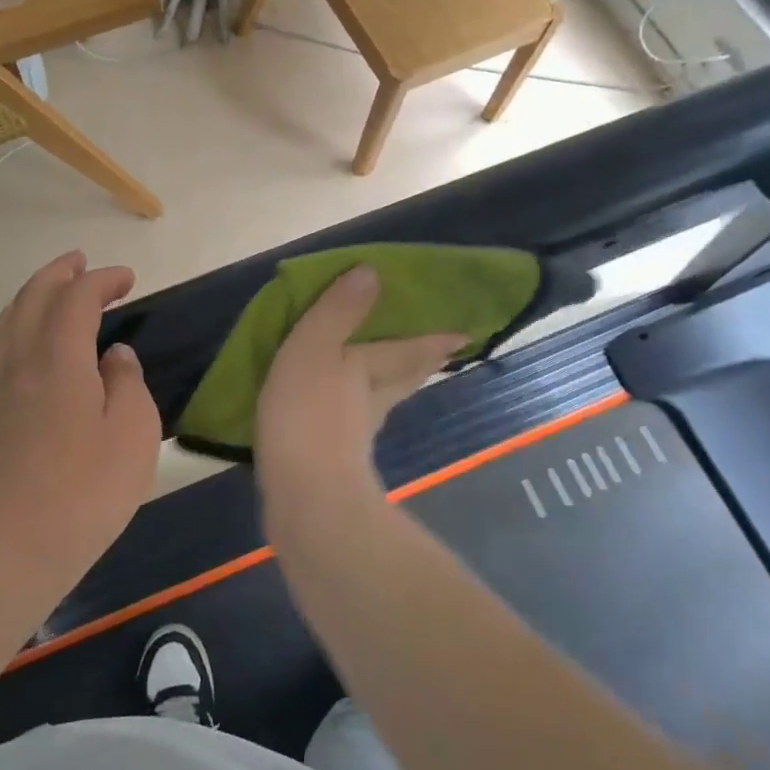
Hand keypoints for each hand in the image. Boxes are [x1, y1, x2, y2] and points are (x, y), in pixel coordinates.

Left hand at [0, 251, 160, 586]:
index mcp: (60, 357)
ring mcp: (3, 386)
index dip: (102, 280)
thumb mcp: (133, 430)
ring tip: (54, 288)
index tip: (128, 278)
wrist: (19, 543)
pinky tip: (32, 339)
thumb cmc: (87, 486)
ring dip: (32, 294)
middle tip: (82, 263)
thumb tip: (115, 357)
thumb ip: (127, 382)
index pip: (77, 299)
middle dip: (59, 274)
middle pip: (33, 298)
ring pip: (10, 319)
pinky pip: (2, 345)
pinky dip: (17, 322)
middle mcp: (24, 361)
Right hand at [254, 265, 465, 507]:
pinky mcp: (335, 463)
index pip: (409, 350)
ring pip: (381, 403)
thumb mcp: (314, 348)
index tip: (464, 336)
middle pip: (404, 379)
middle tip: (438, 355)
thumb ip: (338, 311)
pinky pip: (350, 427)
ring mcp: (355, 436)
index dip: (435, 340)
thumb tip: (371, 271)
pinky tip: (338, 419)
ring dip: (389, 390)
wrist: (306, 498)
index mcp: (370, 369)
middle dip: (420, 365)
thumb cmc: (308, 414)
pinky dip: (351, 417)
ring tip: (388, 379)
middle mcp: (371, 400)